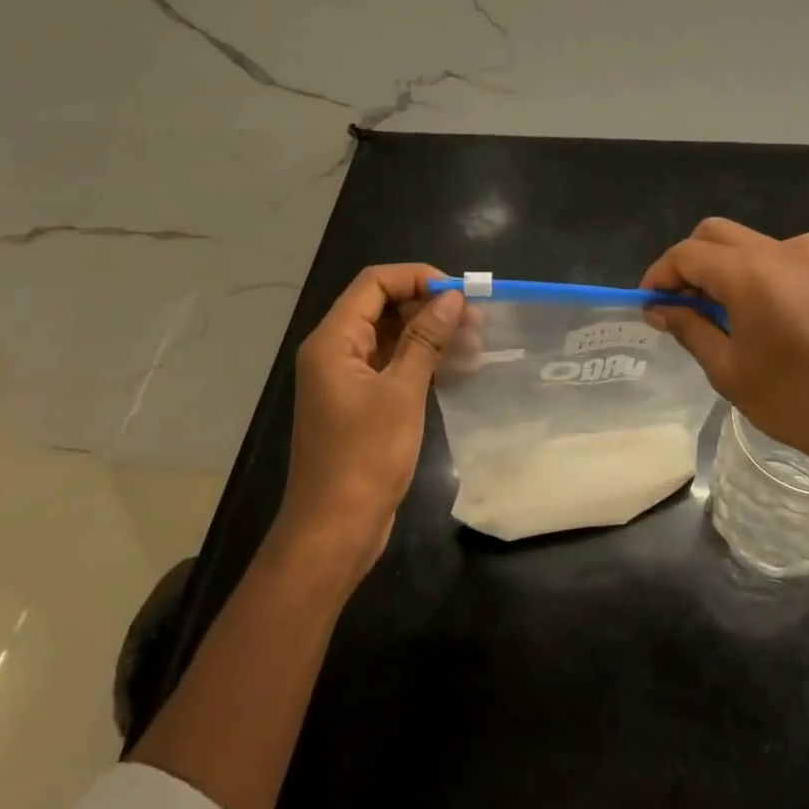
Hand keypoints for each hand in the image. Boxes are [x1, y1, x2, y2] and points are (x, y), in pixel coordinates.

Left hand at [279, 264, 465, 576]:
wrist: (334, 531)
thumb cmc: (364, 458)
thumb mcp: (402, 393)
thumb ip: (426, 339)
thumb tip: (452, 298)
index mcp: (333, 340)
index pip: (374, 283)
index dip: (416, 278)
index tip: (458, 292)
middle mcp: (335, 351)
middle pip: (382, 306)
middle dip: (429, 306)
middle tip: (475, 319)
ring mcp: (347, 378)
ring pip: (391, 336)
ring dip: (430, 334)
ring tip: (475, 343)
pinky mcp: (360, 402)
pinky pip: (393, 365)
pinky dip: (422, 360)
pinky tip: (458, 368)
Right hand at [640, 219, 808, 494]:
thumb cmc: (795, 399)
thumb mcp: (728, 369)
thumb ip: (690, 328)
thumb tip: (660, 309)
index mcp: (745, 271)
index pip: (685, 254)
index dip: (658, 277)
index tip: (648, 308)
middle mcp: (774, 252)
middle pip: (713, 235)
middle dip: (686, 263)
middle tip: (676, 306)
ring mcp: (806, 259)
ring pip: (745, 240)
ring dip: (719, 263)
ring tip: (712, 308)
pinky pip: (781, 252)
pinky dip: (757, 265)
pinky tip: (760, 299)